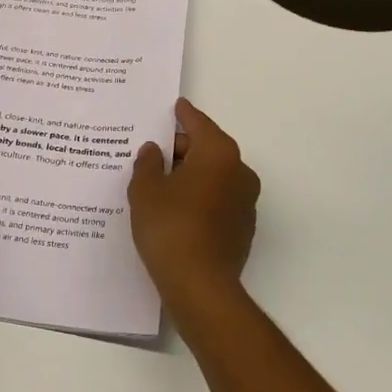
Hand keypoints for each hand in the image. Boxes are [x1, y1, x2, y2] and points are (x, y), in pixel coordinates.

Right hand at [128, 98, 260, 307]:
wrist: (200, 286)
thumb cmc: (170, 226)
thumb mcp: (146, 190)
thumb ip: (148, 163)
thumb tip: (154, 151)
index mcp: (218, 153)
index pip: (198, 123)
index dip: (183, 114)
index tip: (175, 106)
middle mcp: (239, 172)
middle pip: (207, 149)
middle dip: (182, 149)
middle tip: (152, 154)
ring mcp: (245, 202)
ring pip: (213, 176)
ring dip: (190, 176)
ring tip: (159, 183)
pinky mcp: (242, 228)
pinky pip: (217, 200)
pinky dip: (199, 198)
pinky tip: (175, 210)